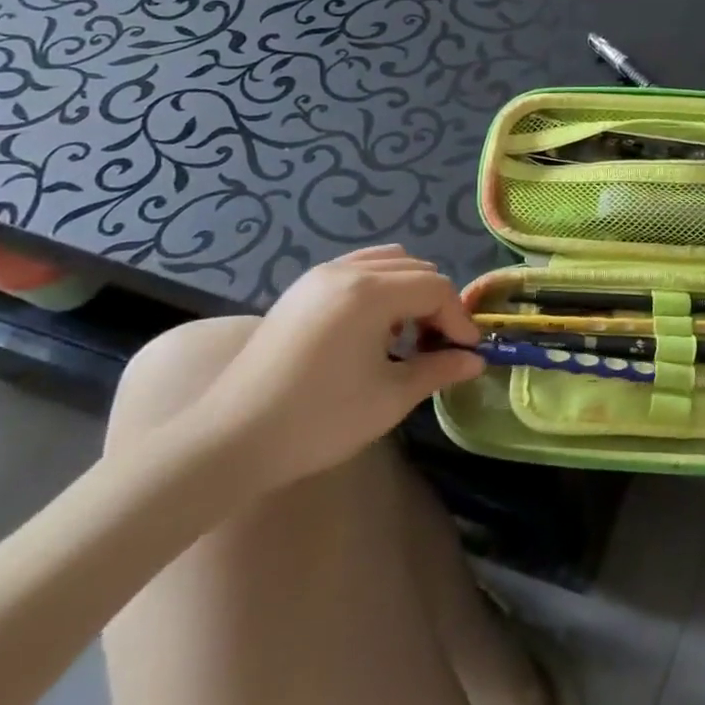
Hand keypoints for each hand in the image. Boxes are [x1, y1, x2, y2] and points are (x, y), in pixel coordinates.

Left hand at [186, 246, 482, 492]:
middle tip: (439, 345)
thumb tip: (475, 361)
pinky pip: (356, 271)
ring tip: (406, 335)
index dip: (458, 318)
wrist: (230, 441)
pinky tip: (372, 330)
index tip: (467, 352)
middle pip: (415, 269)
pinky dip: (379, 289)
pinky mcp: (299, 291)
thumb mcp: (390, 397)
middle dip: (436, 303)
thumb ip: (438, 370)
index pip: (436, 288)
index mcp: (371, 292)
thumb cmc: (319, 419)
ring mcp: (318, 277)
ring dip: (408, 291)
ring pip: (386, 263)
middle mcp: (346, 271)